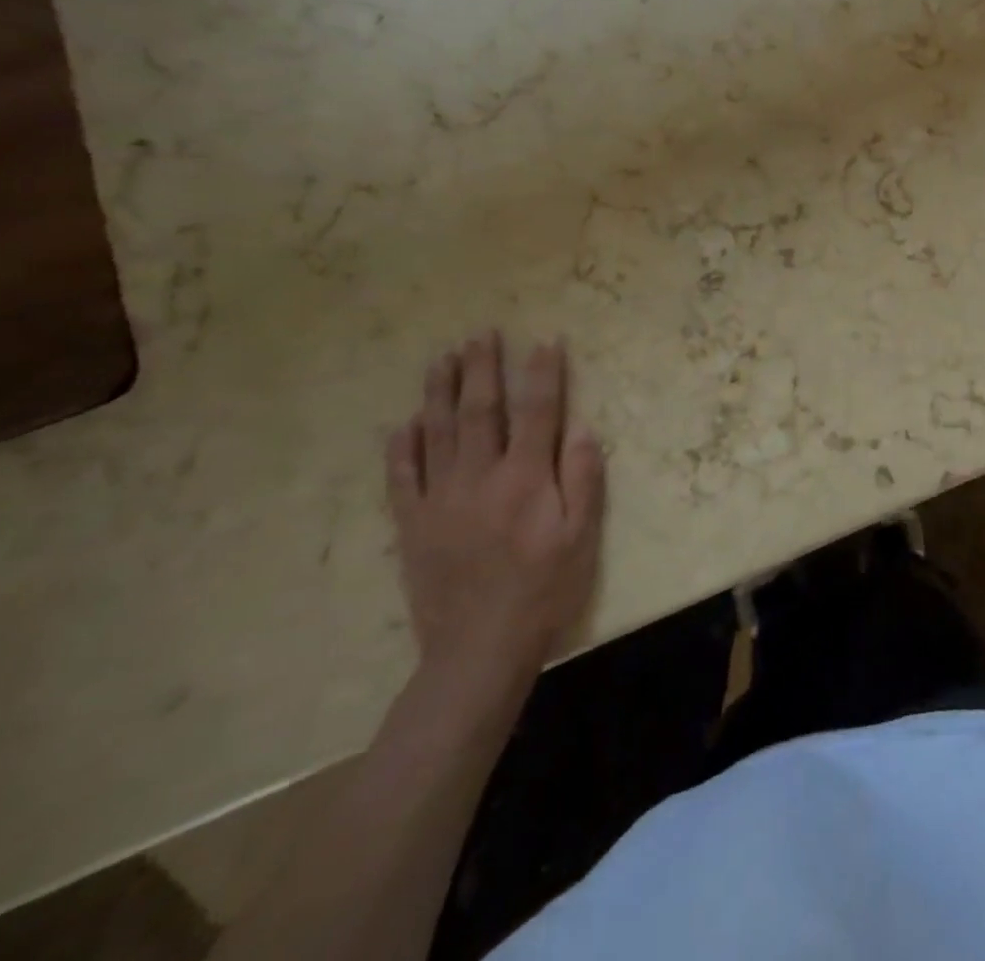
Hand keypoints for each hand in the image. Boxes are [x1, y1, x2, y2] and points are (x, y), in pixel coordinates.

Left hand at [385, 331, 605, 683]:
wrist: (479, 649)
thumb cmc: (544, 589)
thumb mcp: (583, 537)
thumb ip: (583, 478)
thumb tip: (580, 428)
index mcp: (525, 478)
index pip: (537, 411)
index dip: (543, 374)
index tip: (546, 341)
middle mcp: (479, 477)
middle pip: (481, 410)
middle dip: (483, 369)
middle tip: (481, 334)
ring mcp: (440, 499)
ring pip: (438, 433)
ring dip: (440, 392)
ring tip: (442, 359)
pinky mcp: (413, 524)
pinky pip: (402, 477)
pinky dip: (403, 447)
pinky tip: (405, 423)